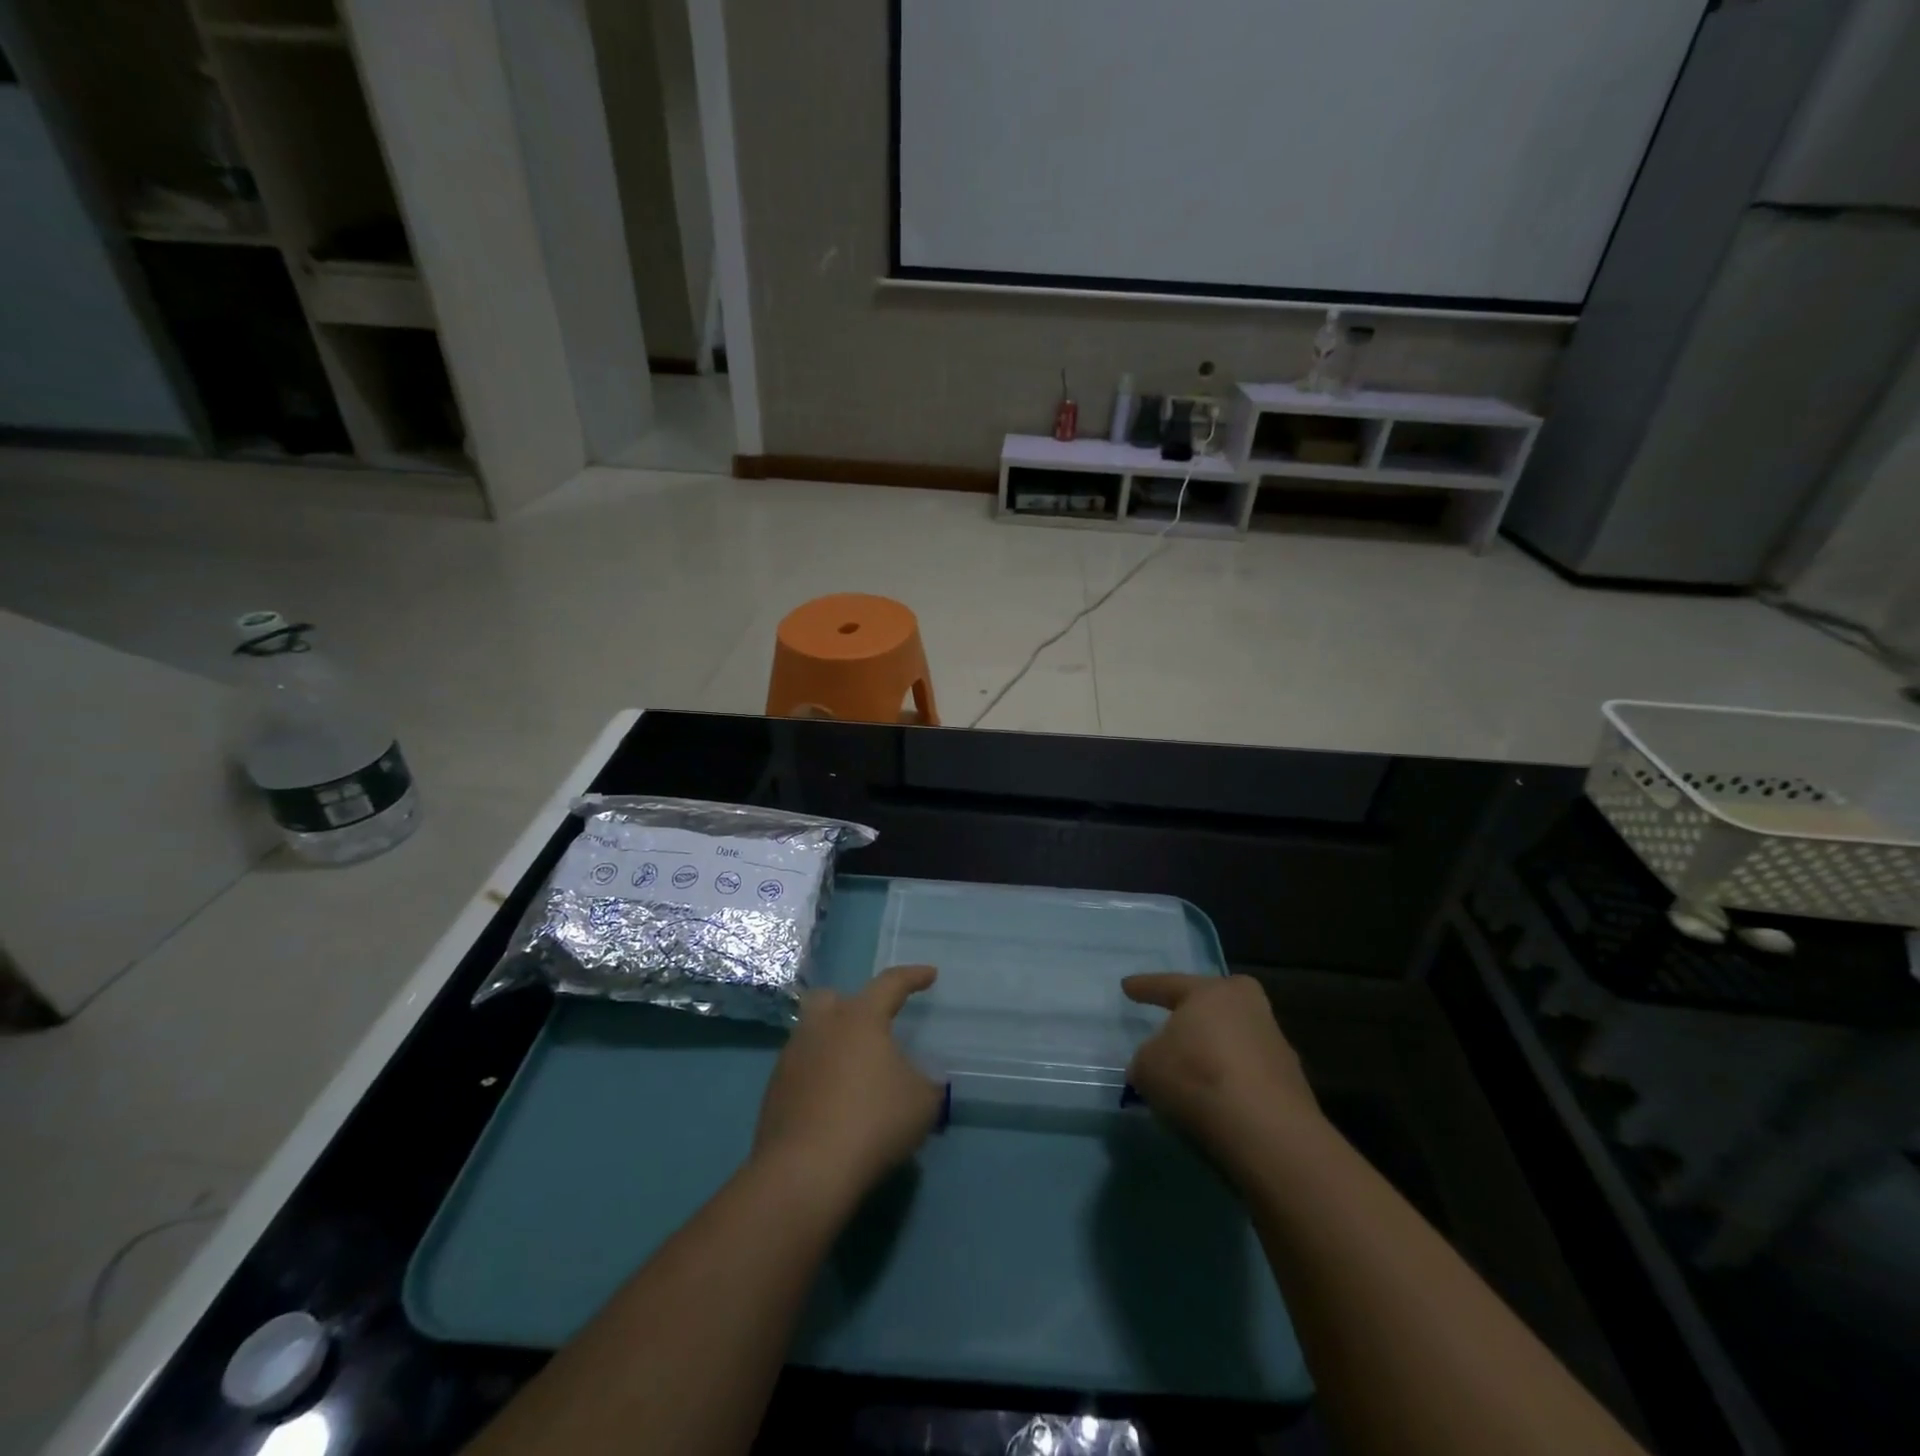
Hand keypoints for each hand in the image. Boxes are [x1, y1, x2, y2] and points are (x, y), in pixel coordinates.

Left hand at [753, 965, 943, 1209]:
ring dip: (834, 1045)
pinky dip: (820, 1078)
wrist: (805, 1172)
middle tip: (873, 1026)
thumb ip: (926, 1082)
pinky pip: (802, 1070)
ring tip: (856, 1073)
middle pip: (833, 998)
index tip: (930, 975)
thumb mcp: (923, 1102)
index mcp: (860, 1017)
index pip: (890, 983)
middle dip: (853, 1005)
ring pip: (814, 1035)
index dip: (913, 976)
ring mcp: (792, 1057)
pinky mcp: (774, 1091)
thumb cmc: (873, 1122)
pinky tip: (834, 1104)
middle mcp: (822, 1026)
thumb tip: (919, 1080)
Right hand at [1123, 973, 1320, 1171]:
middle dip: (1195, 1013)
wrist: (1267, 1133)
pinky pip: (1248, 1074)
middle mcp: (1249, 1008)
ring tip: (1191, 1072)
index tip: (1127, 986)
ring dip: (1214, 1052)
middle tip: (1176, 1018)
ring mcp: (1275, 1045)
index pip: (1169, 985)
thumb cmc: (1197, 1078)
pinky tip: (1216, 1101)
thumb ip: (1148, 1058)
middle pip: (1214, 1006)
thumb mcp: (1148, 1065)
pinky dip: (1230, 1082)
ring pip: (1233, 1040)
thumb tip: (1156, 1064)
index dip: (1145, 987)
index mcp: (1213, 991)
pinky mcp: (1292, 1084)